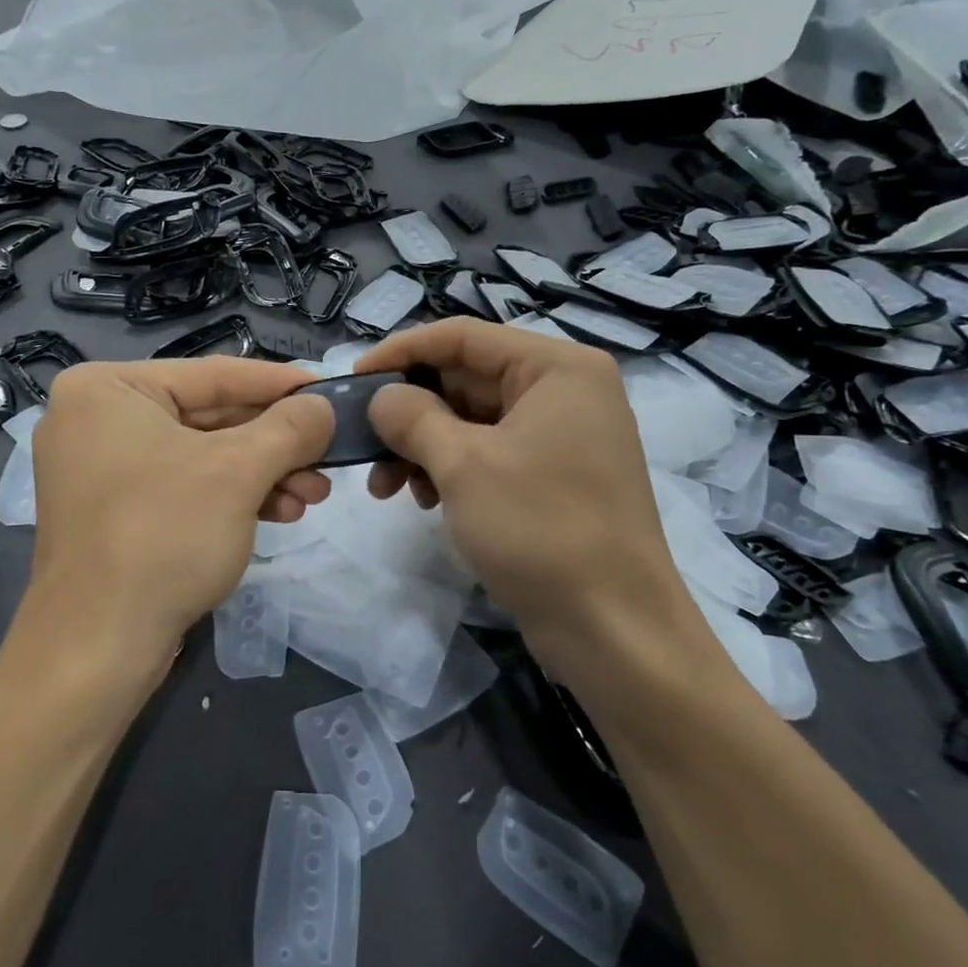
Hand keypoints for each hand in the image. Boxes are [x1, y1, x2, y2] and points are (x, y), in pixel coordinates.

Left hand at [23, 358, 334, 682]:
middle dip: (276, 443)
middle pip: (210, 417)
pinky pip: (183, 486)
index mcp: (107, 389)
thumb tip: (324, 407)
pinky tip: (280, 512)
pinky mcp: (114, 512)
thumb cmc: (163, 537)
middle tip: (328, 457)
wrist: (96, 649)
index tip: (329, 391)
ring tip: (313, 495)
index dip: (280, 384)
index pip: (214, 375)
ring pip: (202, 456)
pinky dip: (232, 497)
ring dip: (263, 474)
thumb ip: (289, 428)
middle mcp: (96, 419)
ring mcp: (100, 469)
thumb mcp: (238, 472)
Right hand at [358, 319, 706, 685]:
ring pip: (472, 420)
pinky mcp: (553, 476)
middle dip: (410, 412)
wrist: (613, 630)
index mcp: (557, 368)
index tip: (353, 378)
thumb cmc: (541, 530)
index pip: (464, 336)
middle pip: (466, 378)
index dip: (402, 352)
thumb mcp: (463, 465)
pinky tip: (423, 500)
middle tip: (363, 444)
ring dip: (423, 446)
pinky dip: (451, 469)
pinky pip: (489, 453)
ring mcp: (562, 435)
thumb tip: (382, 397)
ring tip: (386, 486)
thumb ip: (413, 417)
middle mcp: (564, 391)